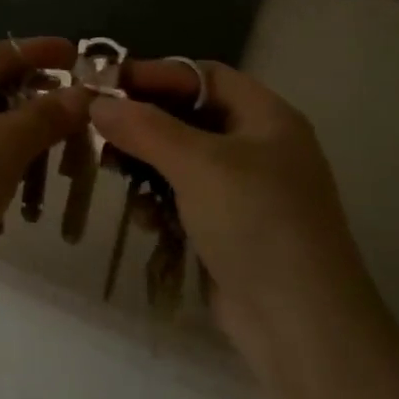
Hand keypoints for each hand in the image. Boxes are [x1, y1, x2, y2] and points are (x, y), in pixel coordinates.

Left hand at [0, 38, 90, 321]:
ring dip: (15, 158)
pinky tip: (4, 213)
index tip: (79, 55)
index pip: (1, 54)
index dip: (43, 54)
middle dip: (34, 120)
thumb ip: (47, 116)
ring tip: (40, 190)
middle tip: (73, 135)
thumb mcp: (4, 146)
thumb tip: (82, 95)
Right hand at [91, 62, 385, 368]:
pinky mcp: (231, 229)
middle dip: (146, 122)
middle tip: (99, 128)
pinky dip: (162, 201)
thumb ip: (145, 127)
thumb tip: (98, 102)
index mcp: (267, 118)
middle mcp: (259, 147)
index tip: (107, 82)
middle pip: (191, 116)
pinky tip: (146, 218)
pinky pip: (187, 199)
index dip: (157, 74)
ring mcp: (247, 191)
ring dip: (148, 164)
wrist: (300, 324)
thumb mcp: (199, 164)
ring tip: (112, 171)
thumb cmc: (255, 223)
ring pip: (184, 160)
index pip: (204, 76)